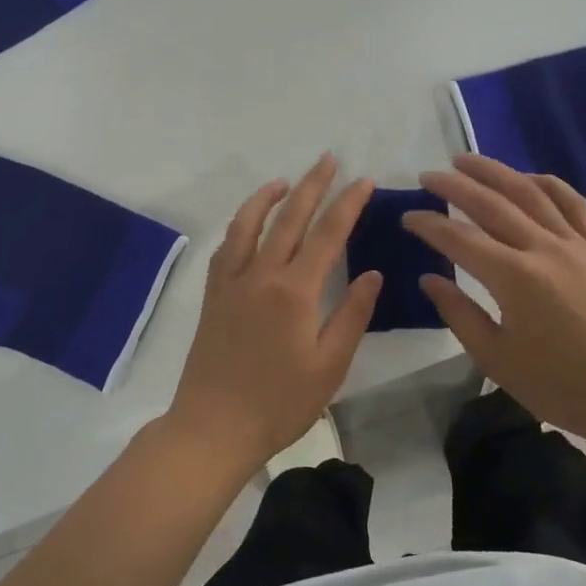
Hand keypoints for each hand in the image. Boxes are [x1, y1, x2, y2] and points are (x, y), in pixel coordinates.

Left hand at [164, 155, 381, 476]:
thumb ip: (352, 315)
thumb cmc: (279, 403)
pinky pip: (227, 246)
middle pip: (290, 217)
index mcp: (295, 291)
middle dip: (313, 184)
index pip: (329, 233)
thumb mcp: (329, 366)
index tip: (364, 180)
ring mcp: (232, 281)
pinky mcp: (212, 294)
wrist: (213, 427)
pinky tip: (250, 223)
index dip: (349, 202)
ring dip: (269, 196)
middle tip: (329, 159)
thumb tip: (373, 274)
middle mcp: (261, 274)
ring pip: (249, 223)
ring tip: (287, 181)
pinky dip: (241, 224)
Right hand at [401, 154, 585, 440]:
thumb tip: (429, 279)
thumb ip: (459, 313)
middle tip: (427, 176)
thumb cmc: (560, 386)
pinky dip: (547, 184)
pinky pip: (571, 204)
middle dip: (455, 186)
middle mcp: (543, 249)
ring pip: (529, 193)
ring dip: (494, 172)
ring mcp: (575, 244)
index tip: (407, 216)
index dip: (428, 225)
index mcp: (514, 279)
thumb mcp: (496, 359)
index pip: (459, 239)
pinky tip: (527, 177)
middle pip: (491, 204)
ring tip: (466, 160)